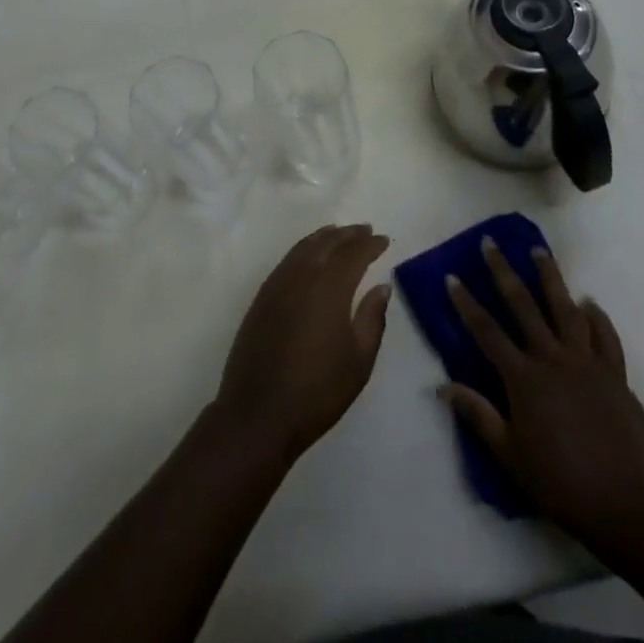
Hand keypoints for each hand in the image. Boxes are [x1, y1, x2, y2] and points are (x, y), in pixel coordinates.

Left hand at [214, 224, 392, 460]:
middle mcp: (302, 274)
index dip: (370, 244)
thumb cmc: (318, 390)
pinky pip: (288, 259)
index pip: (354, 253)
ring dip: (325, 237)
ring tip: (339, 234)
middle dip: (349, 234)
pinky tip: (310, 256)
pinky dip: (304, 249)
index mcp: (329, 286)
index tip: (384, 240)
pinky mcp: (262, 296)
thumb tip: (381, 287)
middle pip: (327, 242)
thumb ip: (372, 318)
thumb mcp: (359, 361)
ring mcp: (278, 283)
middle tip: (366, 230)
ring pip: (304, 246)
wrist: (259, 412)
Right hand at [443, 237, 643, 541]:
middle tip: (491, 243)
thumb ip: (478, 415)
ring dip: (550, 277)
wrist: (626, 505)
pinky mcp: (615, 374)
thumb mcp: (510, 454)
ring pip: (565, 308)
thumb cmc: (560, 482)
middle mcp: (552, 358)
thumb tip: (442, 386)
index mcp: (523, 378)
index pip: (486, 331)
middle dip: (503, 271)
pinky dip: (596, 317)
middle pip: (523, 305)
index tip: (452, 277)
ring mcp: (586, 362)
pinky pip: (605, 337)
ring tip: (539, 250)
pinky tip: (589, 303)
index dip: (466, 303)